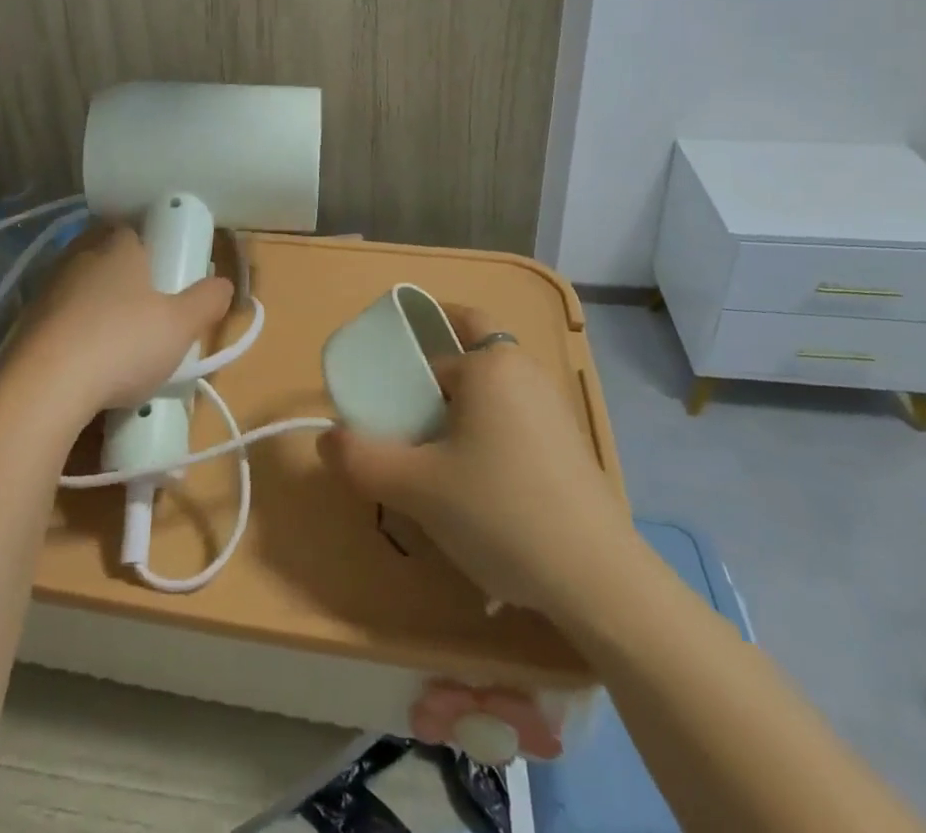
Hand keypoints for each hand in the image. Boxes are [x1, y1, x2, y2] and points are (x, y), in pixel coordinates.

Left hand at [1, 223, 234, 425]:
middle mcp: (79, 257)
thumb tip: (224, 283)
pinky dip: (73, 335)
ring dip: (96, 307)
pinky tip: (85, 364)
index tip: (165, 274)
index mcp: (117, 248)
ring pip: (79, 289)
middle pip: (105, 257)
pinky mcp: (24, 324)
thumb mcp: (181, 325)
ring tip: (116, 342)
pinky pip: (58, 321)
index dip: (151, 249)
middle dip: (124, 278)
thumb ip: (207, 301)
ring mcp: (47, 290)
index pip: (133, 231)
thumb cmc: (122, 343)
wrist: (44, 387)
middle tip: (146, 310)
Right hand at [319, 307, 635, 614]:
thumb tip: (326, 440)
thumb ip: (361, 459)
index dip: (406, 365)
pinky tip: (478, 494)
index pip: (436, 343)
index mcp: (491, 364)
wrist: (599, 582)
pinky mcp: (570, 448)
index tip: (386, 398)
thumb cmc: (499, 511)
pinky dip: (488, 442)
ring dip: (459, 419)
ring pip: (491, 396)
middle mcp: (526, 373)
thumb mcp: (416, 487)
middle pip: (467, 361)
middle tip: (407, 429)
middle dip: (433, 387)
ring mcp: (554, 411)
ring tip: (435, 468)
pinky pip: (514, 425)